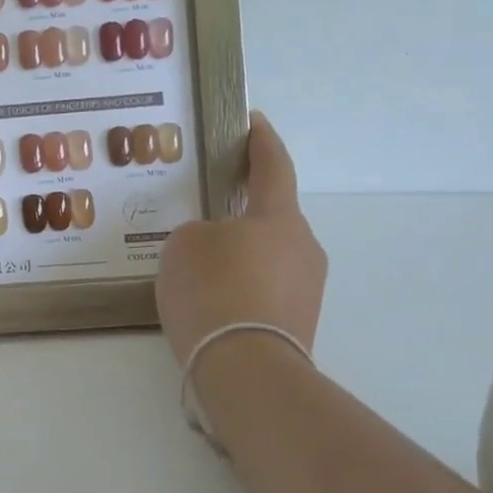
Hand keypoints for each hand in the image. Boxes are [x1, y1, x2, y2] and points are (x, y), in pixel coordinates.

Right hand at [156, 112, 327, 366]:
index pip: (273, 165)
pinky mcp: (300, 323)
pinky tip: (213, 302)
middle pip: (271, 217)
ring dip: (241, 255)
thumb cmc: (214, 291)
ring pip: (268, 256)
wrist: (246, 370)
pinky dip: (242, 287)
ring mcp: (307, 288)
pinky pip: (266, 290)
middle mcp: (304, 246)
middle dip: (242, 212)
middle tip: (206, 216)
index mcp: (279, 216)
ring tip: (201, 270)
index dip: (262, 141)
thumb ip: (199, 233)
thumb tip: (216, 246)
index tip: (253, 122)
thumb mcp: (184, 246)